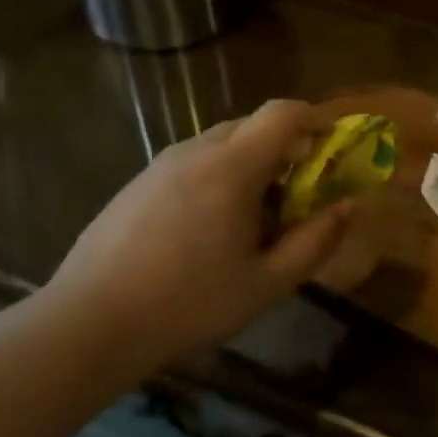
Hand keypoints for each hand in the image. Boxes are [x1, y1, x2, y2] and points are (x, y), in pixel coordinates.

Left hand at [46, 100, 352, 370]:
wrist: (89, 323)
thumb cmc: (189, 304)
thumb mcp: (267, 283)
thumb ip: (315, 241)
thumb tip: (348, 205)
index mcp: (232, 167)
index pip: (283, 113)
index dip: (315, 121)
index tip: (332, 148)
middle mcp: (196, 151)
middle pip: (252, 125)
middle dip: (284, 148)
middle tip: (298, 193)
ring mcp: (160, 164)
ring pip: (220, 143)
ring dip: (250, 164)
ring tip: (253, 217)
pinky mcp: (137, 183)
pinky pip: (192, 162)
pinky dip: (217, 176)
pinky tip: (208, 228)